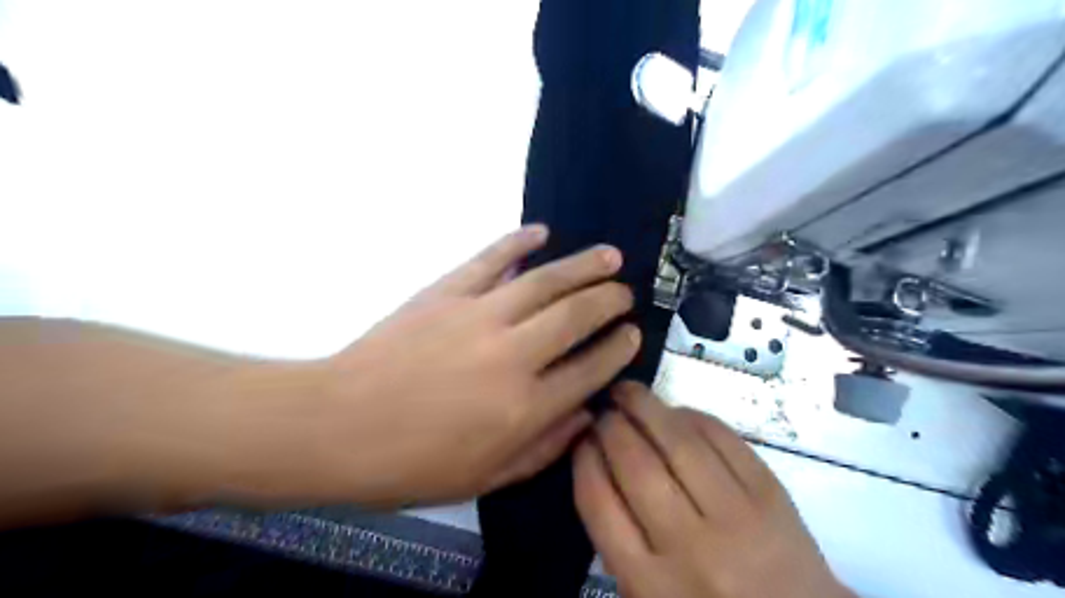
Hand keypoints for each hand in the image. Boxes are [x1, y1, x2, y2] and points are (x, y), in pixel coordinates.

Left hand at [227, 227, 633, 507]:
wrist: (337, 427)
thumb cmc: (412, 464)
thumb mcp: (485, 477)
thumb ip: (544, 448)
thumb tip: (586, 416)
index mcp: (524, 408)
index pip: (590, 370)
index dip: (618, 350)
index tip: (633, 335)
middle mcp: (513, 356)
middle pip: (576, 317)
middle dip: (609, 301)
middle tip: (626, 292)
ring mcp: (479, 317)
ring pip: (545, 282)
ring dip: (583, 266)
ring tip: (609, 256)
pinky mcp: (446, 293)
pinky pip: (490, 259)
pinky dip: (517, 242)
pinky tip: (541, 232)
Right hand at [574, 383, 850, 597]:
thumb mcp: (646, 596)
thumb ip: (616, 539)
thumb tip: (598, 464)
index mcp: (649, 582)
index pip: (598, 502)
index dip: (583, 458)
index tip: (580, 437)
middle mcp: (689, 546)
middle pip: (635, 465)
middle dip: (611, 425)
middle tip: (603, 409)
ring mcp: (735, 516)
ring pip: (679, 443)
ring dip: (646, 407)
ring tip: (628, 391)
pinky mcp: (770, 494)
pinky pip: (723, 439)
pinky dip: (693, 417)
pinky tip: (676, 411)